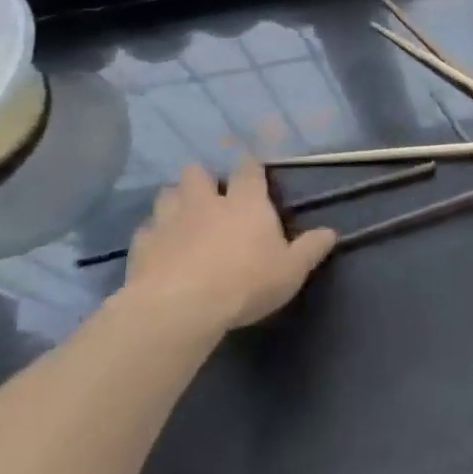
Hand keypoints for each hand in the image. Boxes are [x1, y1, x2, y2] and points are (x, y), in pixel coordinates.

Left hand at [120, 157, 336, 337]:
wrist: (180, 308)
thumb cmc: (246, 283)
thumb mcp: (291, 270)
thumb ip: (310, 248)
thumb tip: (331, 232)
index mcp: (246, 203)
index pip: (248, 170)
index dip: (249, 165)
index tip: (249, 165)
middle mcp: (206, 203)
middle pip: (197, 173)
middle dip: (202, 177)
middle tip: (209, 192)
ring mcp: (169, 221)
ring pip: (166, 195)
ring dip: (174, 199)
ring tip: (182, 213)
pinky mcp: (141, 245)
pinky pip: (145, 230)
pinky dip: (153, 233)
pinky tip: (159, 246)